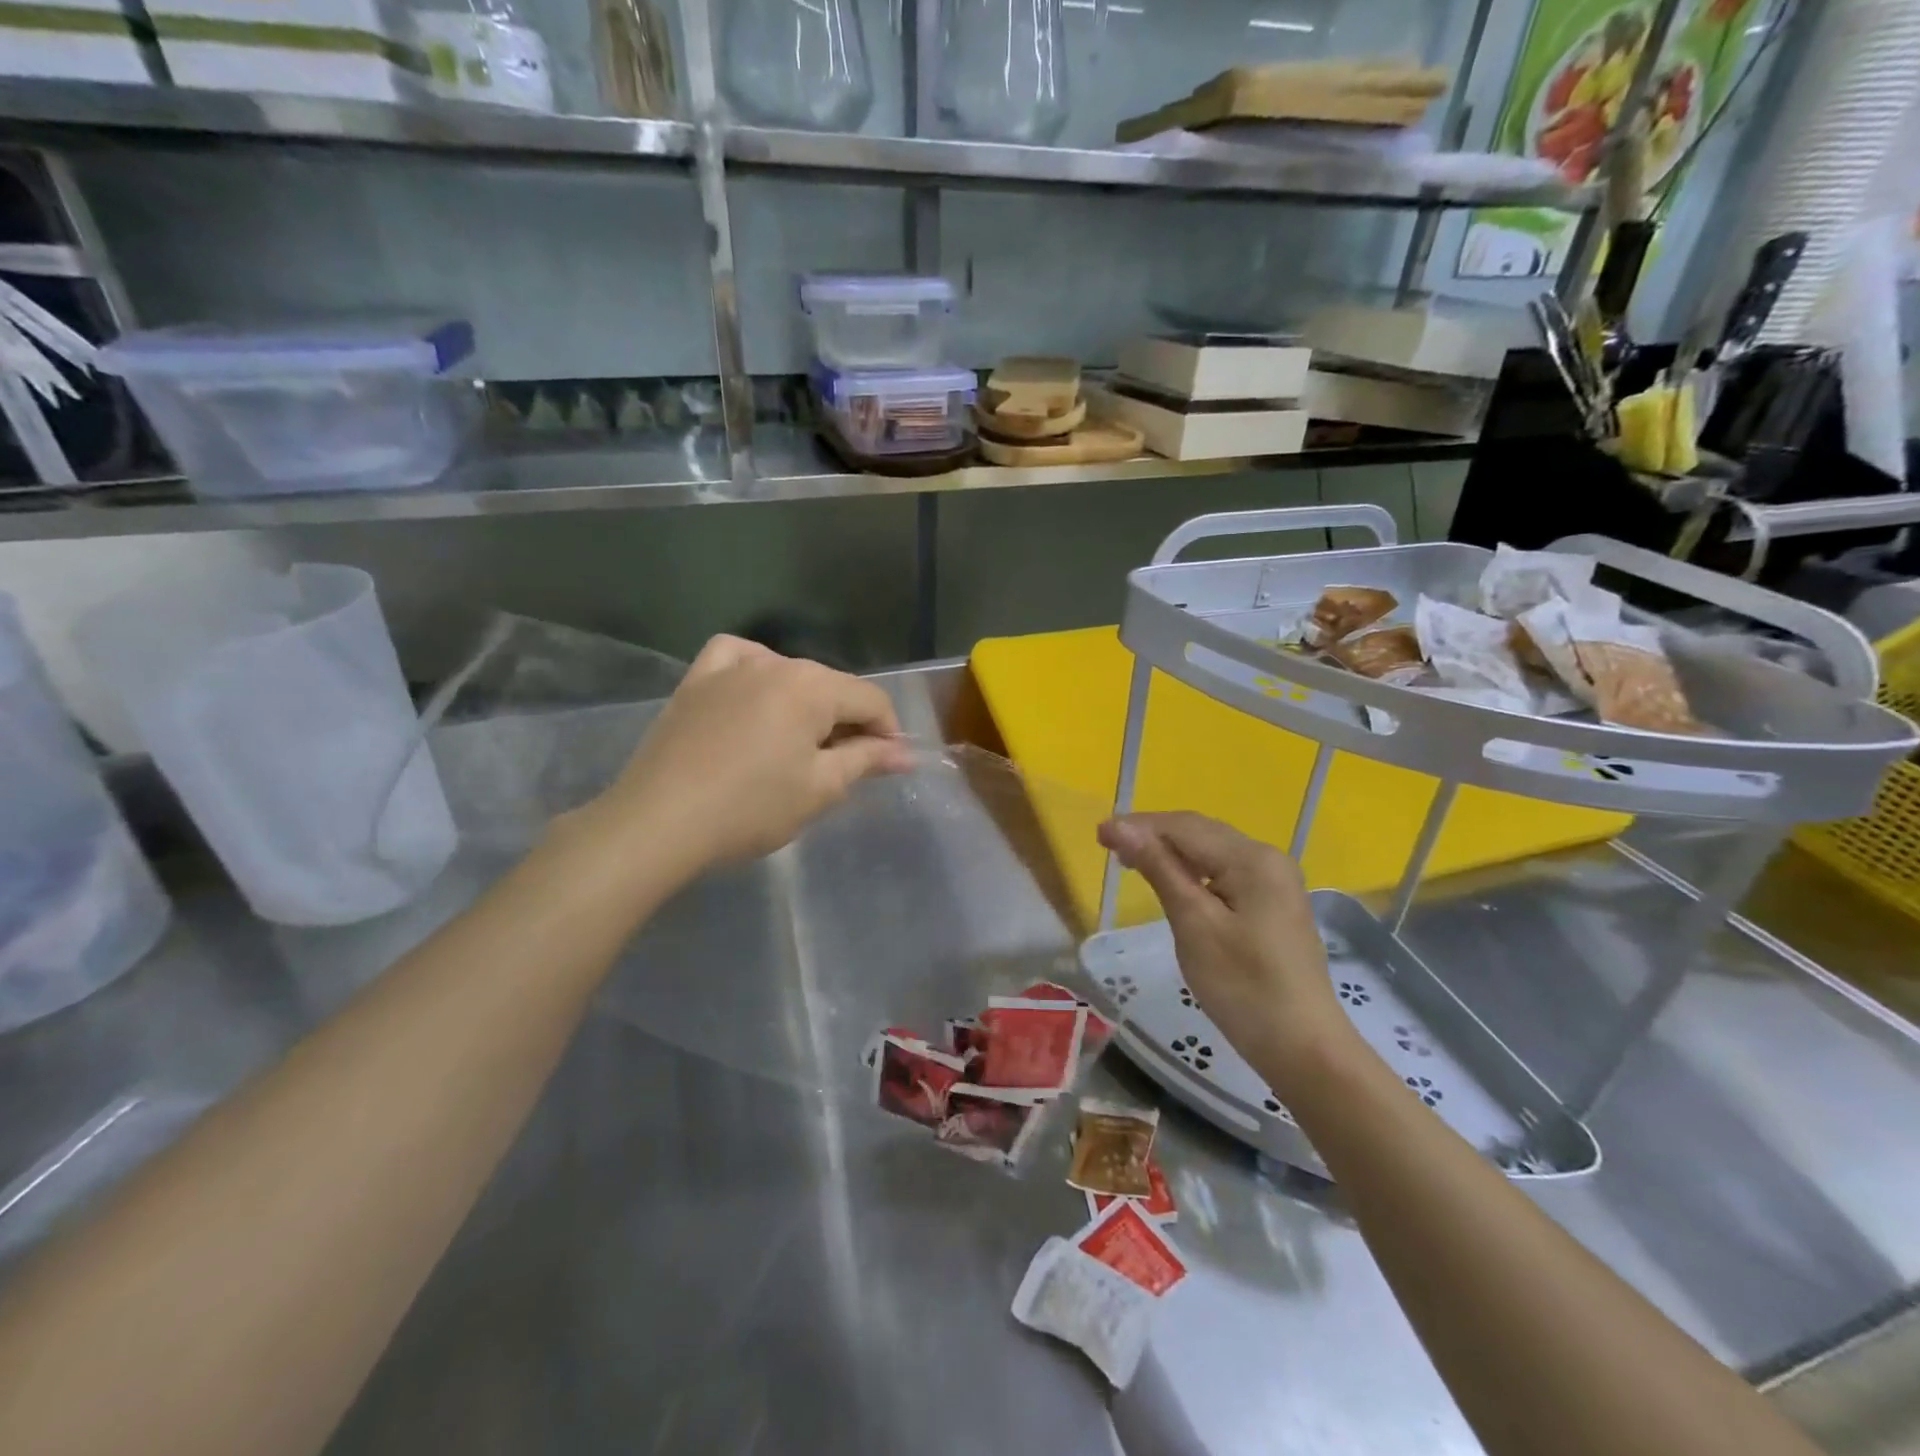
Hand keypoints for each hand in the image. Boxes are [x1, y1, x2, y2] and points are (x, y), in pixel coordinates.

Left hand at [582, 636, 913, 880]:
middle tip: (848, 768)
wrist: (659, 822)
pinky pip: (736, 658)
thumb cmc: (751, 807)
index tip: (890, 767)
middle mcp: (776, 663)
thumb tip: (903, 754)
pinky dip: (755, 671)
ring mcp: (730, 668)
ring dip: (807, 705)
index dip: (889, 734)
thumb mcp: (820, 788)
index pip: (871, 700)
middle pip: (832, 687)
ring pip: (788, 675)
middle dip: (849, 723)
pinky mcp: (695, 682)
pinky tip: (755, 691)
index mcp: (813, 686)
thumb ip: (866, 760)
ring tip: (802, 743)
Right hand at [1098, 812, 1353, 1094]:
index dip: (1139, 826)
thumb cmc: (1243, 987)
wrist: (1304, 1048)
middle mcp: (1268, 858)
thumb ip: (1159, 869)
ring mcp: (1275, 881)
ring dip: (1171, 851)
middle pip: (1200, 832)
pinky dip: (1192, 871)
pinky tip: (1172, 881)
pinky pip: (1225, 872)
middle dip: (1153, 834)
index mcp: (1252, 858)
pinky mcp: (1273, 903)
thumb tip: (1122, 827)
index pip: (1184, 827)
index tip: (1099, 834)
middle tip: (1108, 845)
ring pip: (1212, 851)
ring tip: (1130, 860)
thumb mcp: (1194, 924)